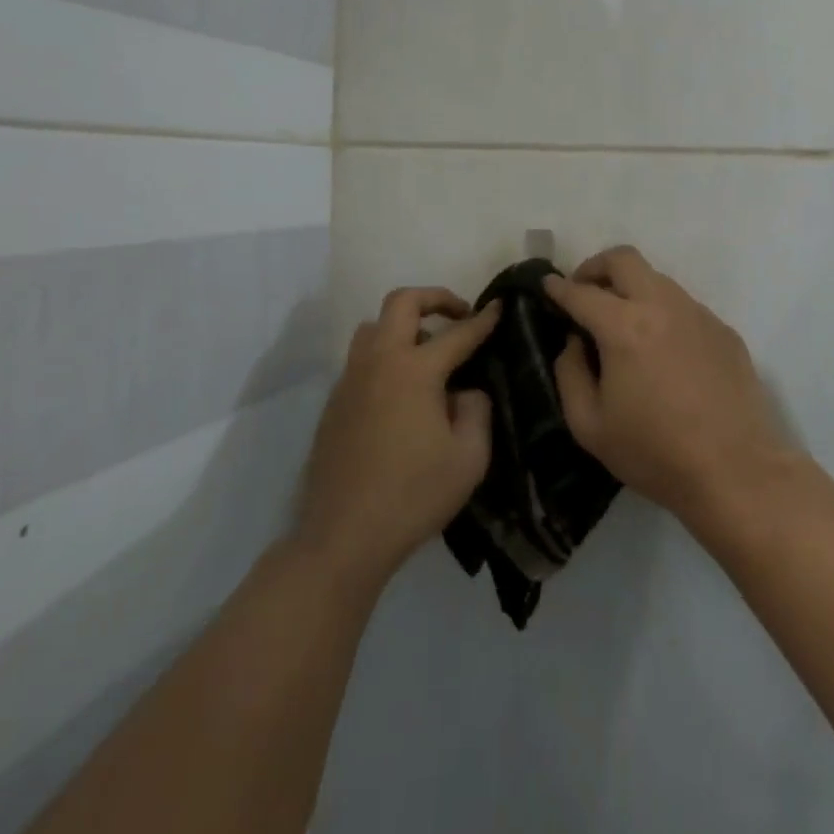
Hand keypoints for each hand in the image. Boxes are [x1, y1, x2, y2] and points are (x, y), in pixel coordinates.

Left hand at [295, 288, 499, 585]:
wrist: (343, 536)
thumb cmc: (413, 495)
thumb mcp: (469, 458)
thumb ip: (476, 411)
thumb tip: (464, 392)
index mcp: (414, 371)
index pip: (457, 333)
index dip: (483, 320)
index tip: (500, 307)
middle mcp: (378, 362)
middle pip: (401, 303)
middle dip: (435, 298)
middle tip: (459, 314)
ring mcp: (350, 380)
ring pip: (373, 327)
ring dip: (403, 325)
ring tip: (427, 351)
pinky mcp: (334, 403)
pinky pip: (361, 359)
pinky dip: (385, 355)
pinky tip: (401, 392)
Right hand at [544, 247, 801, 527]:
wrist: (735, 471)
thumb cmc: (654, 453)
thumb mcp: (589, 425)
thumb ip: (570, 373)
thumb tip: (574, 342)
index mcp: (624, 327)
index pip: (581, 292)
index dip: (558, 287)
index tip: (547, 285)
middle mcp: (662, 306)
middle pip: (623, 259)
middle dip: (595, 267)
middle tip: (584, 292)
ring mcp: (698, 314)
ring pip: (657, 279)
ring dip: (631, 288)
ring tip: (622, 323)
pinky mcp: (724, 330)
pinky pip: (684, 306)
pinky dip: (662, 313)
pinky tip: (663, 351)